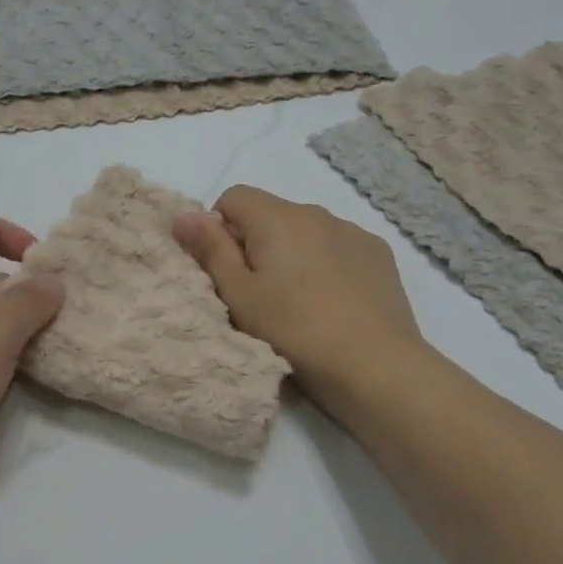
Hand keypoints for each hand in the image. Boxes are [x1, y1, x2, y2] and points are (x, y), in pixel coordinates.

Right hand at [172, 186, 424, 395]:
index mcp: (278, 218)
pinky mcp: (379, 254)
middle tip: (256, 293)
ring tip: (296, 300)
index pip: (233, 197)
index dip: (219, 229)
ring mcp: (353, 232)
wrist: (374, 366)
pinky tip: (330, 300)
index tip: (225, 270)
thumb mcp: (238, 296)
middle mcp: (316, 213)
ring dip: (290, 253)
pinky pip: (336, 246)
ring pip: (304, 230)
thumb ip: (210, 250)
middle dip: (254, 242)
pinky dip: (324, 263)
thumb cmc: (293, 331)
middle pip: (270, 213)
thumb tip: (183, 215)